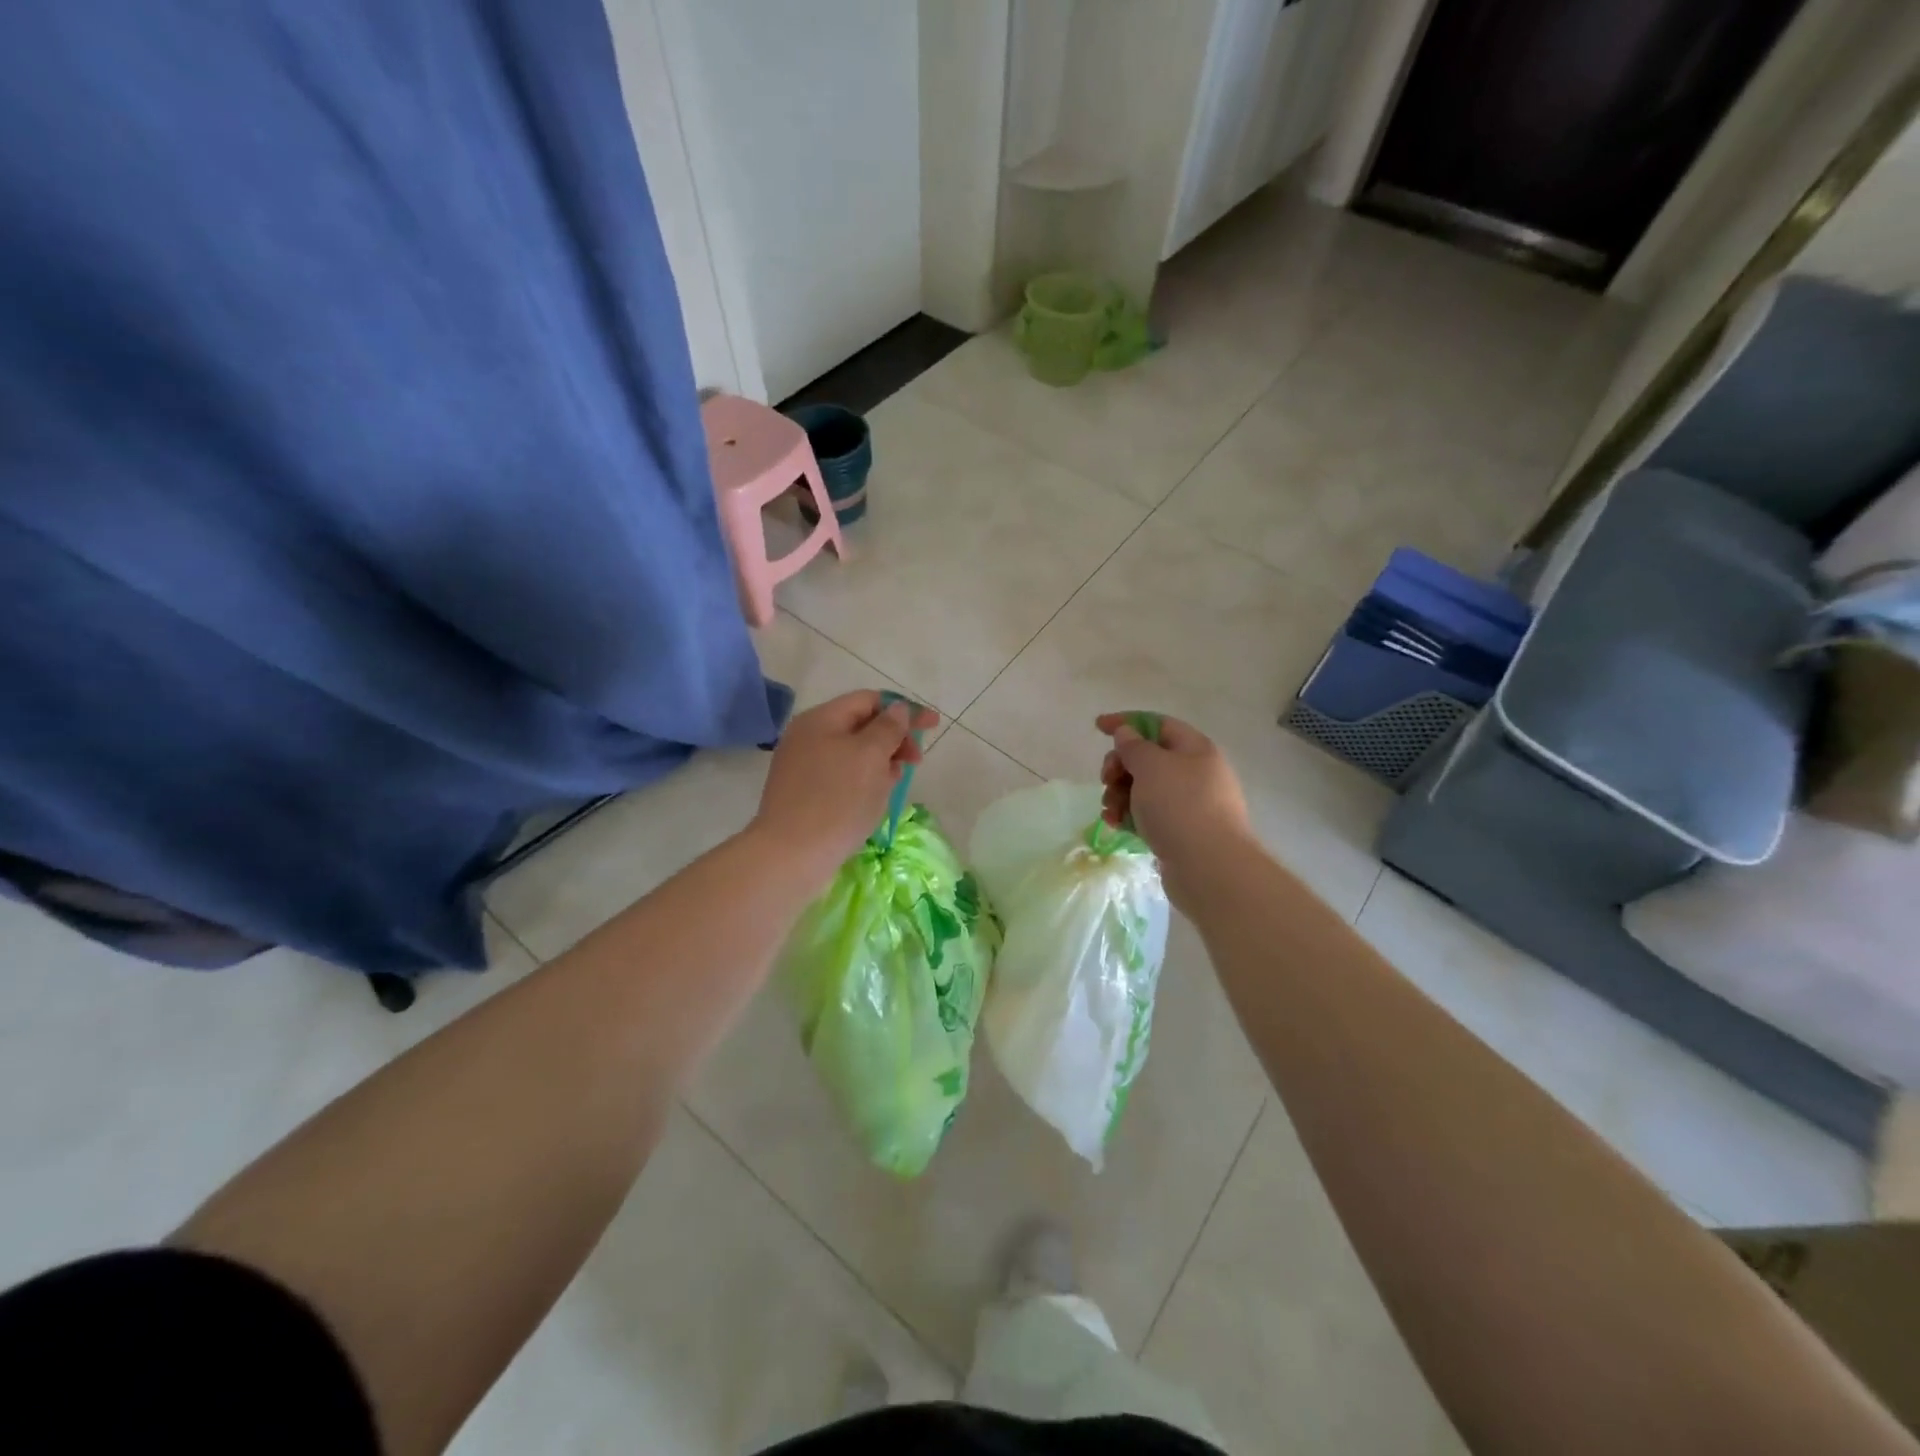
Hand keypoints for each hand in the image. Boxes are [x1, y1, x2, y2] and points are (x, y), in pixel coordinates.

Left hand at [754, 691, 938, 885]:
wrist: (791, 855)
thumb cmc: (837, 799)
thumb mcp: (870, 756)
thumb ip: (888, 728)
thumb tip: (898, 710)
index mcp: (821, 719)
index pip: (869, 700)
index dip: (904, 709)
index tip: (933, 725)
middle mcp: (808, 737)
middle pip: (860, 725)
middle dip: (893, 738)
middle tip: (915, 761)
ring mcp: (803, 766)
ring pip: (853, 753)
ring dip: (881, 762)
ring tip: (895, 782)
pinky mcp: (804, 794)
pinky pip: (842, 776)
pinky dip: (864, 780)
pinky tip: (875, 798)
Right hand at [1096, 712, 1253, 909]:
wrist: (1210, 868)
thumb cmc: (1180, 806)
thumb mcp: (1151, 766)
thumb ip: (1133, 746)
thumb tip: (1127, 734)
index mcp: (1195, 749)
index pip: (1157, 724)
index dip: (1126, 722)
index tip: (1097, 728)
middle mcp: (1196, 773)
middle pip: (1148, 758)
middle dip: (1120, 766)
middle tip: (1107, 780)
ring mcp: (1190, 804)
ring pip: (1145, 789)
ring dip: (1120, 794)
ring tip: (1109, 810)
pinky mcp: (1182, 831)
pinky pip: (1150, 815)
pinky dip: (1130, 816)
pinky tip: (1115, 825)